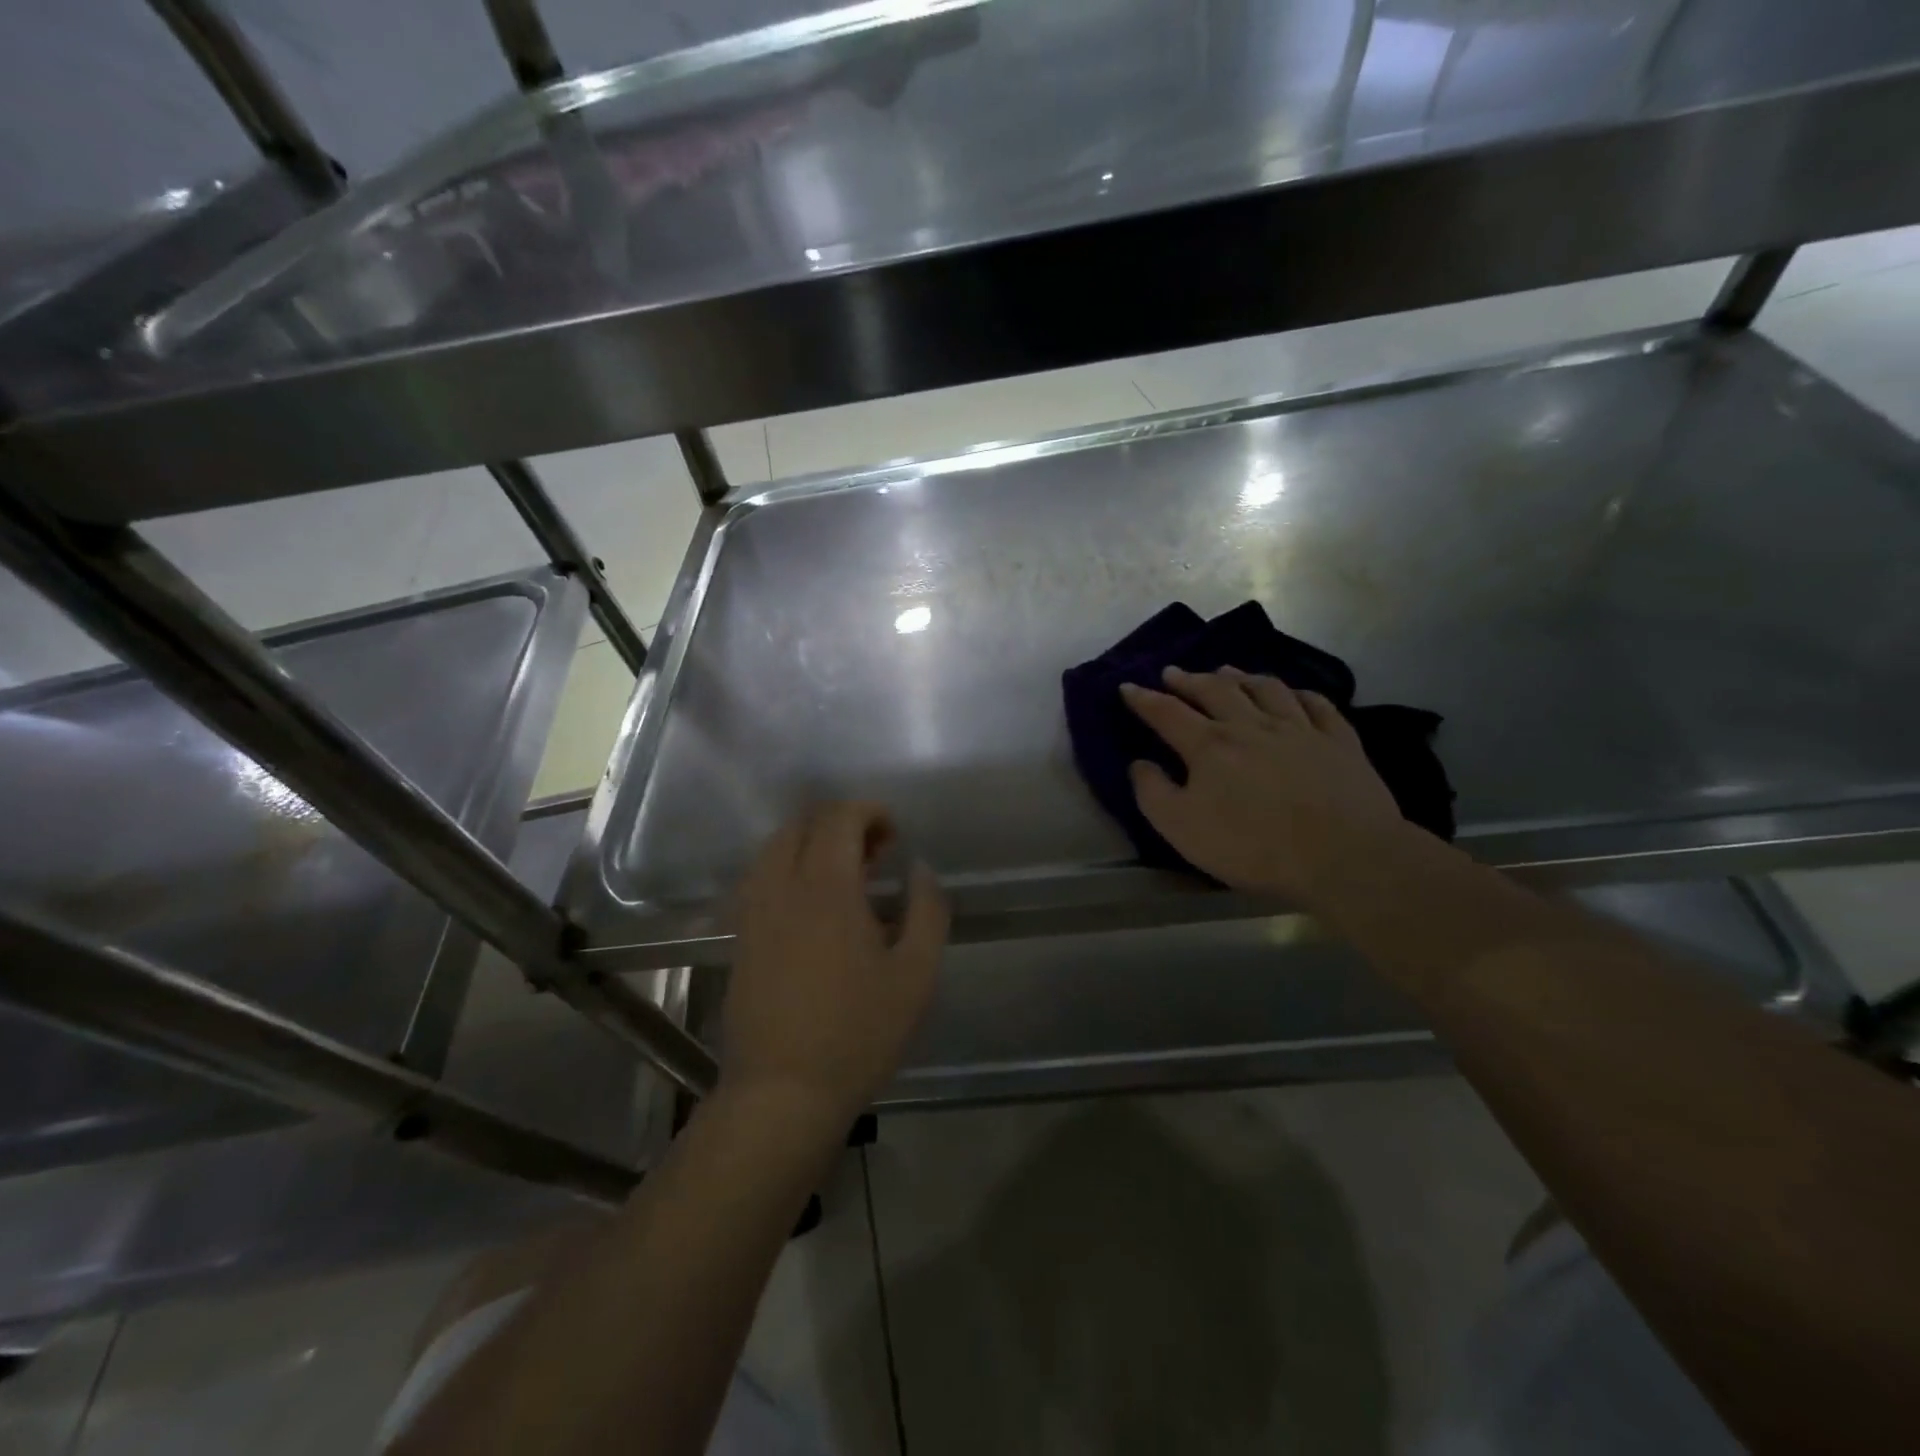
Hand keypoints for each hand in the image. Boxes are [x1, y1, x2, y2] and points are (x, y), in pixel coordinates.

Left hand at [722, 802, 947, 1127]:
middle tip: (875, 853)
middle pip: (802, 823)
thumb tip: (919, 870)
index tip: (894, 833)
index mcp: (826, 887)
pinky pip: (760, 878)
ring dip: (811, 843)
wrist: (783, 1092)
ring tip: (845, 875)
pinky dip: (788, 868)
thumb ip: (927, 911)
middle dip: (840, 822)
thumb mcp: (916, 975)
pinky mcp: (741, 937)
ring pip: (774, 848)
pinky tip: (812, 904)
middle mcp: (782, 887)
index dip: (869, 811)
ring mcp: (754, 912)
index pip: (839, 818)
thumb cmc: (858, 1032)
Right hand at [1122, 666, 1408, 901]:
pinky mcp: (1338, 740)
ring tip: (1227, 671)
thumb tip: (1139, 763)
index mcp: (1210, 745)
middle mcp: (1251, 725)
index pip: (1167, 713)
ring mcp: (1299, 728)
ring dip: (1240, 676)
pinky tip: (1293, 693)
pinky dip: (1298, 693)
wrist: (1342, 855)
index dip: (1144, 699)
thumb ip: (1153, 793)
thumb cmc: (1253, 846)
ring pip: (1265, 688)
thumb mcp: (1182, 829)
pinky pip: (1317, 704)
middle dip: (1189, 679)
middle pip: (1215, 691)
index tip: (1127, 687)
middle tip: (1173, 672)